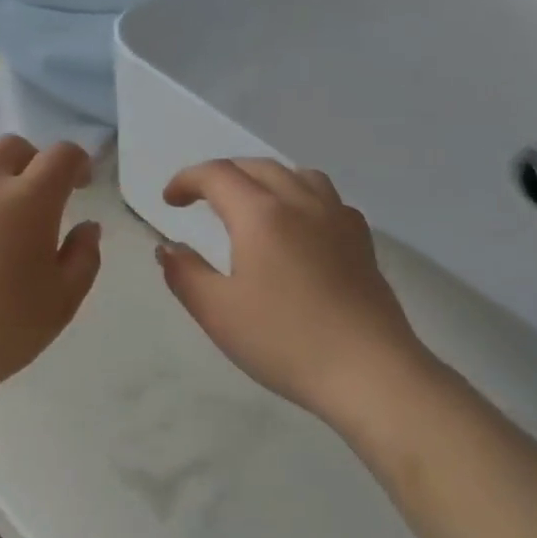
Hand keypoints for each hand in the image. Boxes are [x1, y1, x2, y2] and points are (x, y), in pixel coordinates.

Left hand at [0, 137, 101, 408]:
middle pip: (12, 146)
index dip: (78, 163)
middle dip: (32, 162)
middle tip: (35, 194)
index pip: (61, 156)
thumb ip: (84, 257)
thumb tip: (87, 227)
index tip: (80, 184)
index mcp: (29, 200)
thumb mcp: (63, 301)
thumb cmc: (3, 330)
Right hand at [157, 159, 433, 426]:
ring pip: (298, 175)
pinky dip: (300, 196)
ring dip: (265, 179)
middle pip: (258, 167)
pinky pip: (327, 198)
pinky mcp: (362, 240)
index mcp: (261, 214)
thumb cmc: (284, 341)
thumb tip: (168, 248)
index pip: (218, 175)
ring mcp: (338, 218)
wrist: (368, 370)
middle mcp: (301, 203)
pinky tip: (299, 227)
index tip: (170, 201)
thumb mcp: (218, 313)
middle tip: (201, 199)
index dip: (187, 180)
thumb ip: (185, 274)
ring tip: (250, 204)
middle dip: (223, 175)